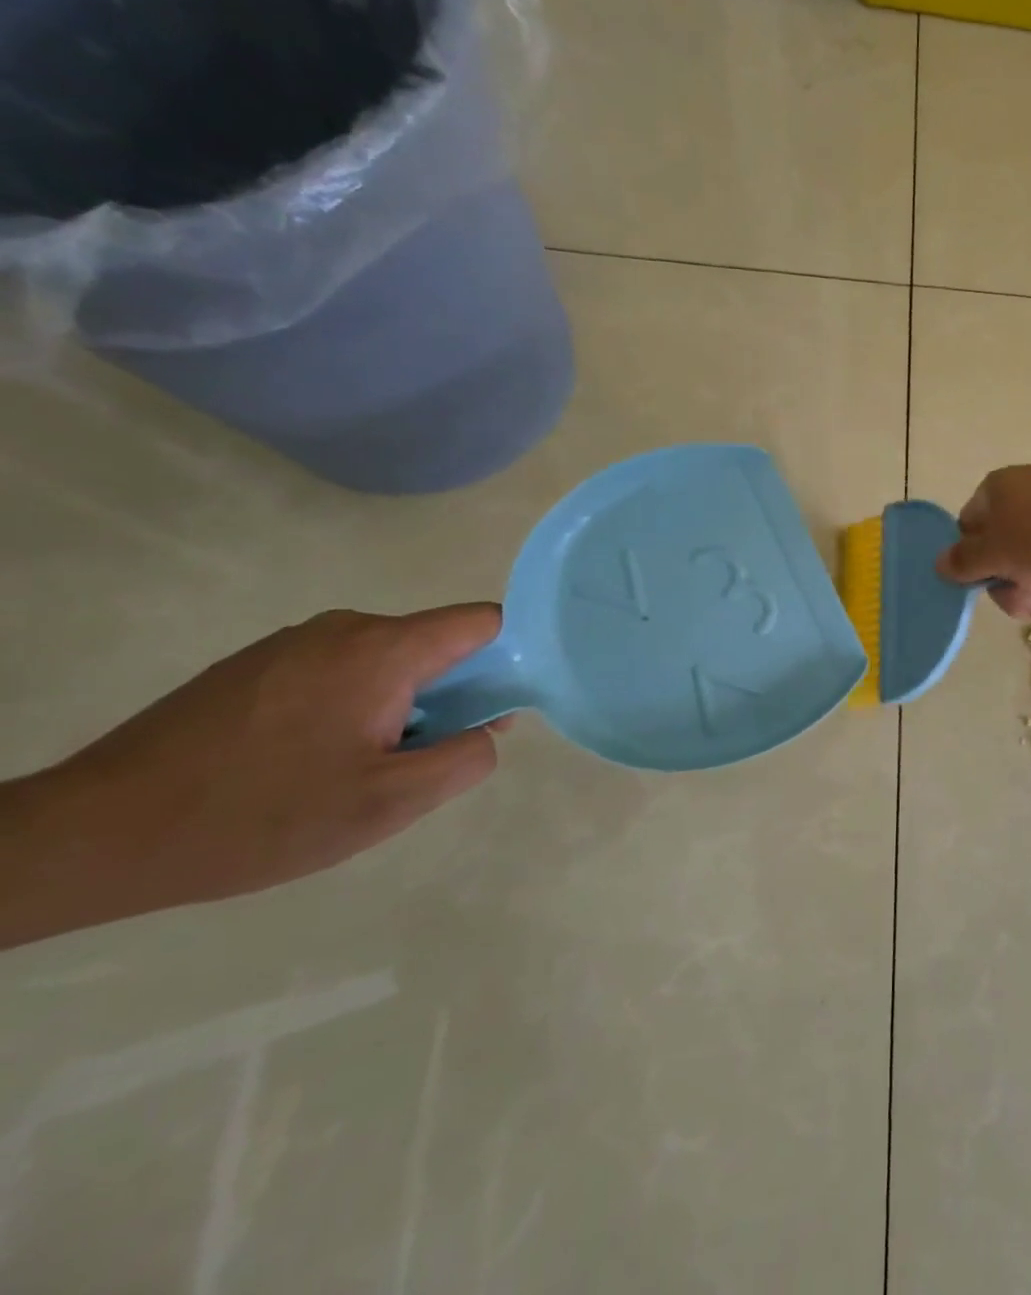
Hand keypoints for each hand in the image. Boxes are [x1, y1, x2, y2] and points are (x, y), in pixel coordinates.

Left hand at [1, 606, 504, 945]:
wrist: (94, 836)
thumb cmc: (261, 816)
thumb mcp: (390, 802)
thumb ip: (467, 757)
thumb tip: (490, 729)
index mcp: (383, 650)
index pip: (484, 621)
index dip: (509, 659)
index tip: (496, 712)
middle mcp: (342, 629)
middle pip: (436, 644)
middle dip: (452, 695)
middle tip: (420, 760)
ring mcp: (292, 644)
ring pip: (388, 662)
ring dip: (401, 706)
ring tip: (359, 768)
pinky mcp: (254, 666)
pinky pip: (340, 671)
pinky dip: (354, 706)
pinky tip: (311, 761)